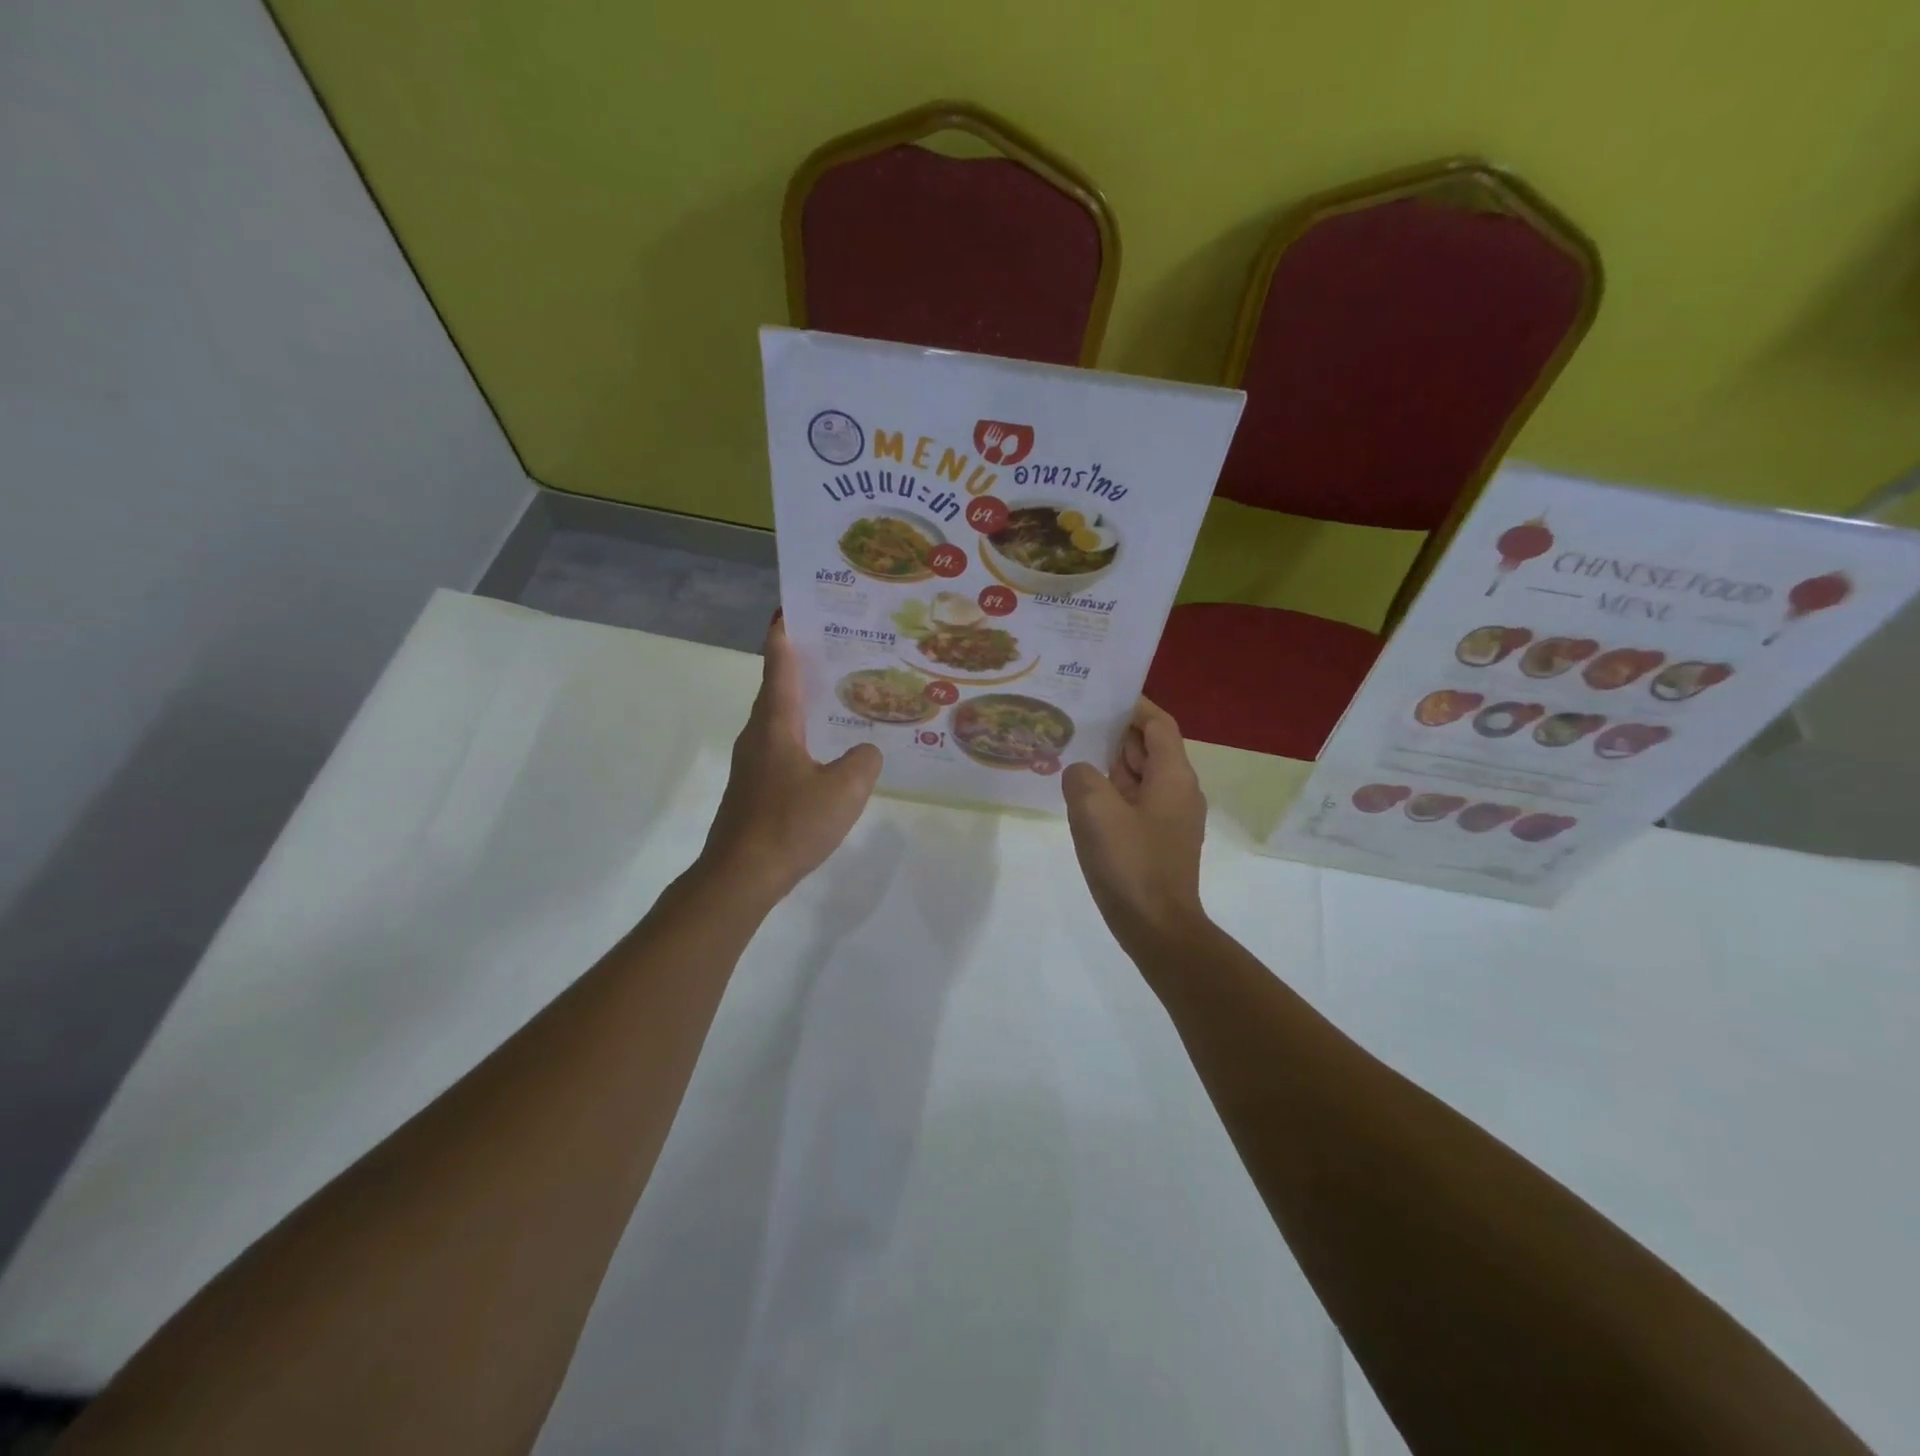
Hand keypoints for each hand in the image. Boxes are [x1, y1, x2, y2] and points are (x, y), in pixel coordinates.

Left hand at [702, 616, 881, 901]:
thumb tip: (865, 753)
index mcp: (776, 723)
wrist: (741, 876)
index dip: (785, 634)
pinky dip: (804, 735)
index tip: (792, 606)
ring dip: (804, 702)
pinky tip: (828, 750)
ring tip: (839, 694)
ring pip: (781, 719)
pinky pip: (783, 746)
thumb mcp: (845, 789)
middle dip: (802, 664)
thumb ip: (864, 761)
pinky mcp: (755, 787)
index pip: (779, 664)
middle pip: (779, 688)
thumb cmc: (791, 823)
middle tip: (837, 647)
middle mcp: (759, 734)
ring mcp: (754, 762)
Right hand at [1061, 698, 1208, 950]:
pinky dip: (1114, 792)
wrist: (1156, 927)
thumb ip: (1082, 777)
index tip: (1102, 696)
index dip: (1134, 706)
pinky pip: (1136, 803)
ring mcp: (1171, 818)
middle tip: (1076, 723)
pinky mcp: (1159, 841)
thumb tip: (1081, 773)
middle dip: (1117, 734)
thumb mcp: (1094, 810)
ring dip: (1112, 765)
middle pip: (1150, 748)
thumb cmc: (1130, 863)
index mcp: (1173, 776)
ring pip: (1141, 777)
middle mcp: (1179, 791)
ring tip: (1073, 754)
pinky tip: (1083, 798)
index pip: (1158, 725)